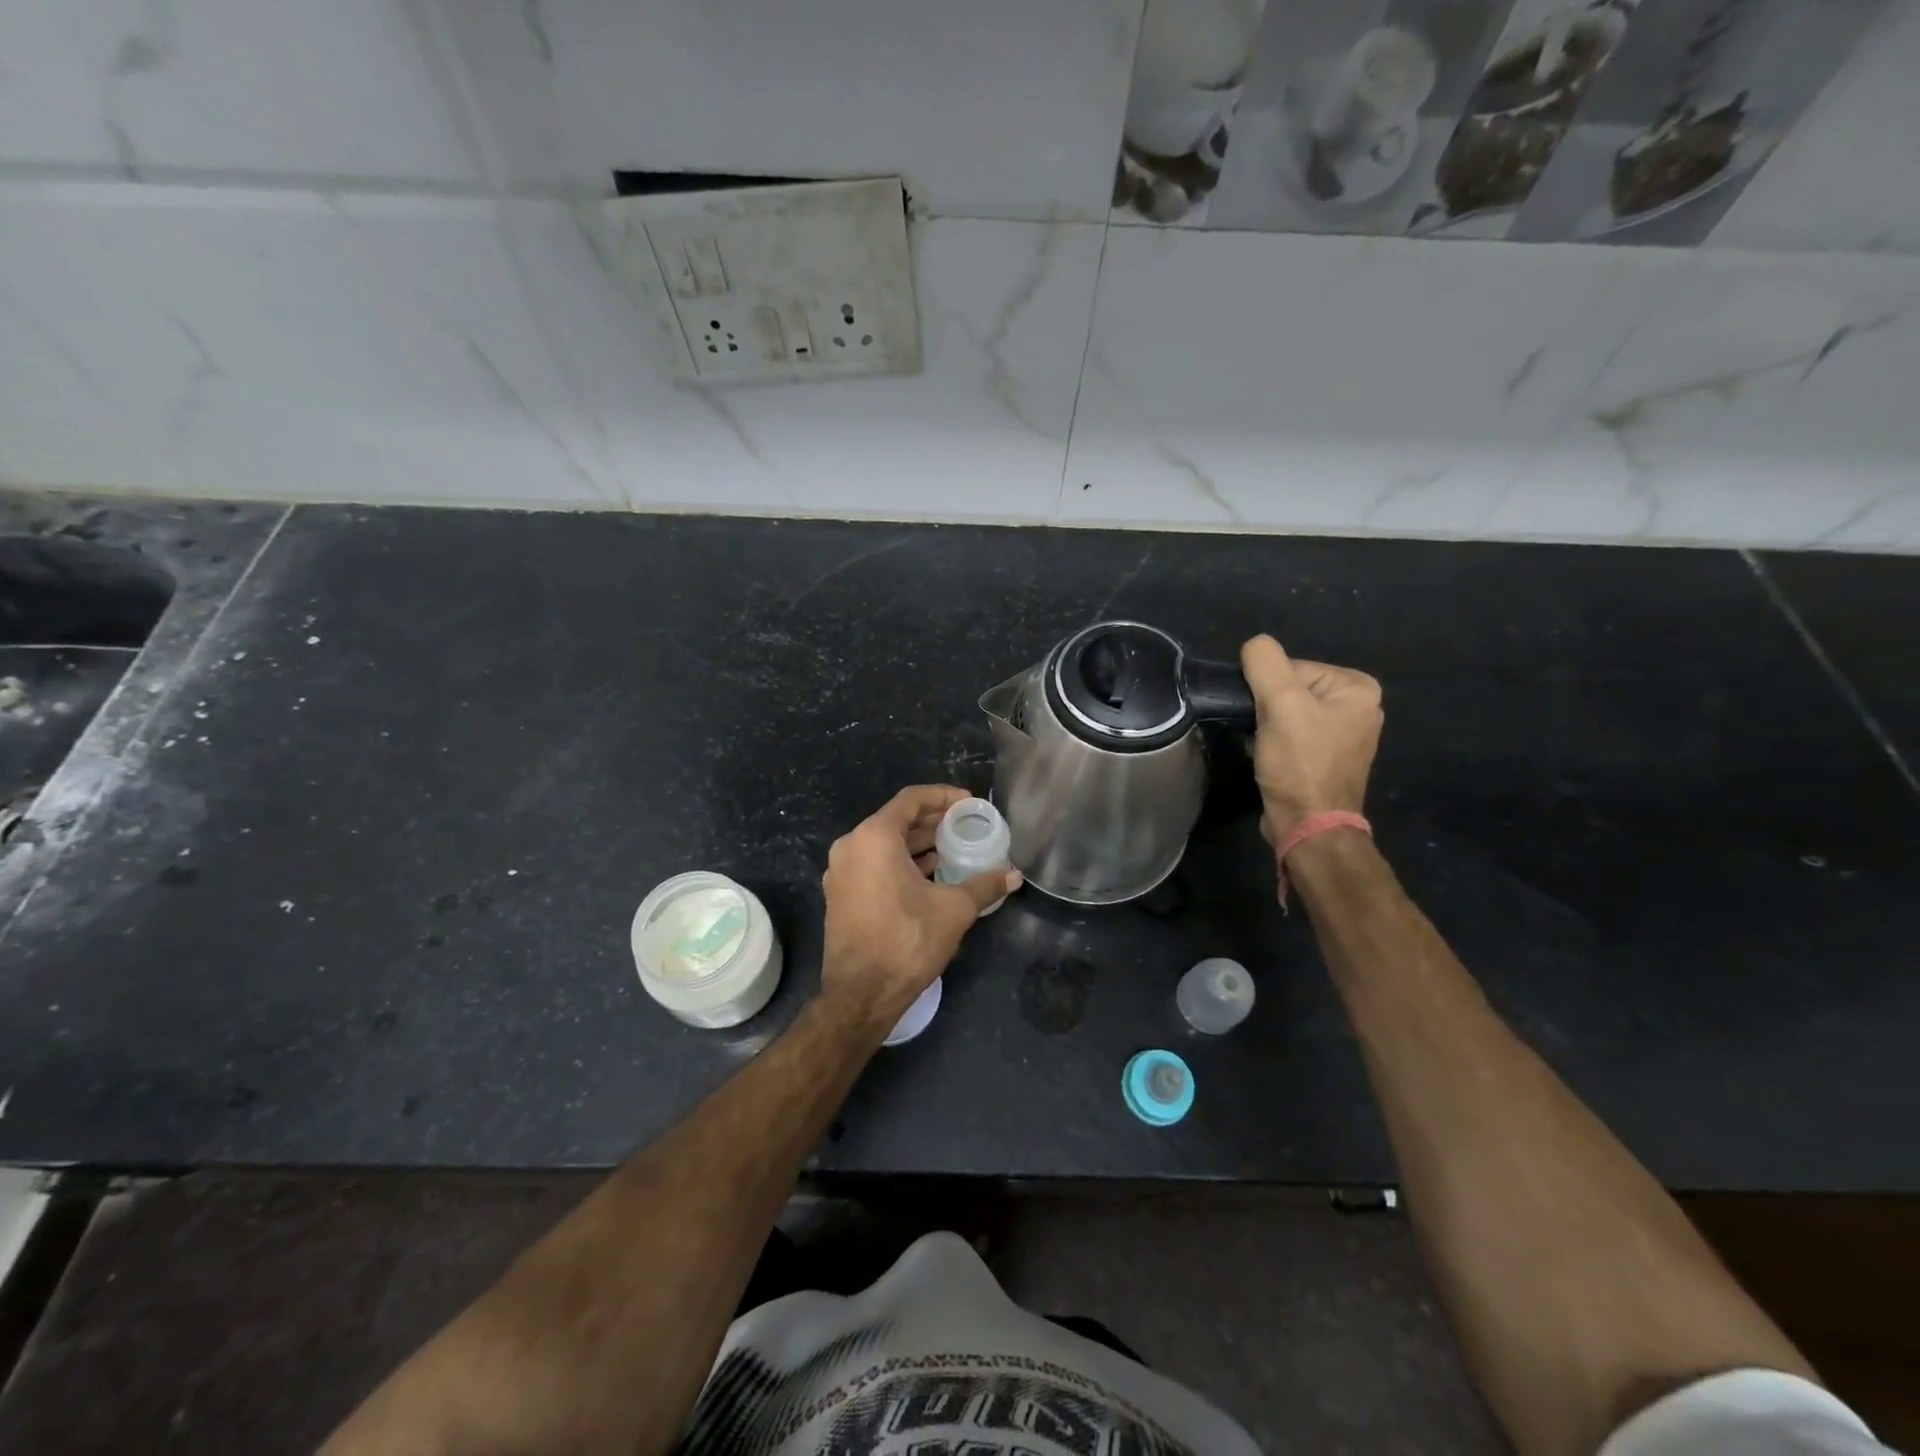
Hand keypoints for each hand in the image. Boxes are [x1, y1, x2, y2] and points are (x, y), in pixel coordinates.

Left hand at [819, 785, 1020, 1035]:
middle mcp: (851, 846)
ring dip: (917, 843)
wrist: (861, 995)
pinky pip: (873, 864)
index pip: (911, 799)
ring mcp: (840, 871)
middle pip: (897, 820)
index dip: (943, 796)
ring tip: (952, 849)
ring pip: (884, 844)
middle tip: (965, 825)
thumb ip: (984, 885)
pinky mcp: (840, 894)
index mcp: (874, 837)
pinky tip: (929, 875)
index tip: (969, 803)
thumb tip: (1014, 875)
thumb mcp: (954, 910)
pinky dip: (900, 862)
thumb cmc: (907, 941)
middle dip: (932, 821)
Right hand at [1241, 635, 1382, 852]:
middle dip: (1267, 708)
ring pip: (1286, 712)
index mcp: (1357, 687)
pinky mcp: (1326, 758)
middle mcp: (1358, 707)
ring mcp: (1344, 735)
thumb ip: (1264, 663)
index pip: (1292, 668)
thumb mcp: (1280, 704)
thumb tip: (1254, 645)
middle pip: (1290, 689)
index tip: (1262, 716)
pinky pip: (1291, 734)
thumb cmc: (1299, 763)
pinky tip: (1268, 758)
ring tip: (1264, 747)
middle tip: (1261, 733)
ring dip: (1266, 726)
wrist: (1308, 825)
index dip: (1267, 689)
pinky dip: (1274, 742)